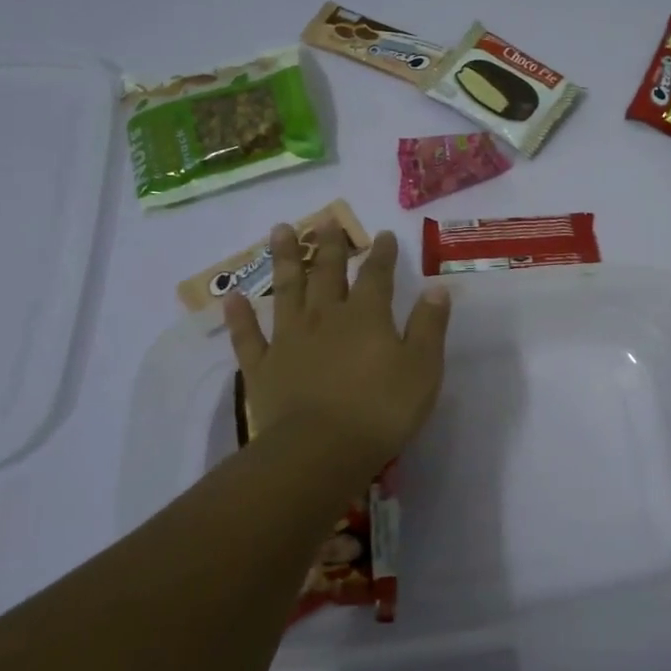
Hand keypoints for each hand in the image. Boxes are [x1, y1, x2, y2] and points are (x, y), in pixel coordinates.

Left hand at [223, 220, 450, 478]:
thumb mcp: (422, 368)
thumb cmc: (381, 410)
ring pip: (286, 291)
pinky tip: (233, 297)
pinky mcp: (262, 368)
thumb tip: (437, 288)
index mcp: (367, 316)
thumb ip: (429, 326)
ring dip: (283, 260)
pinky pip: (248, 336)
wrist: (321, 450)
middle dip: (328, 245)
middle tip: (324, 220)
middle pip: (326, 273)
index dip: (382, 254)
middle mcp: (325, 317)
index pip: (376, 275)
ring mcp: (289, 340)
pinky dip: (240, 317)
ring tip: (279, 230)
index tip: (384, 234)